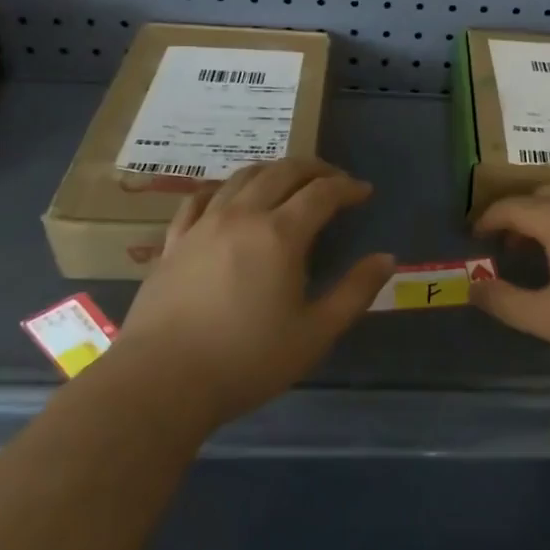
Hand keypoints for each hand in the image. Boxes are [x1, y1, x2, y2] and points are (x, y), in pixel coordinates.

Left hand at [115, 158, 393, 430]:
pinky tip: (228, 197)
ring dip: (272, 171)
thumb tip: (386, 258)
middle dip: (314, 169)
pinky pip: (200, 198)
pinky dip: (223, 188)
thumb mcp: (315, 333)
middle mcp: (242, 216)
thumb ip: (354, 292)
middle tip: (333, 179)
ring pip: (242, 177)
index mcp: (280, 234)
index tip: (364, 191)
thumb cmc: (248, 360)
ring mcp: (203, 225)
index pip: (322, 193)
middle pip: (282, 172)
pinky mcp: (174, 241)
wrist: (162, 380)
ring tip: (288, 181)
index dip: (347, 187)